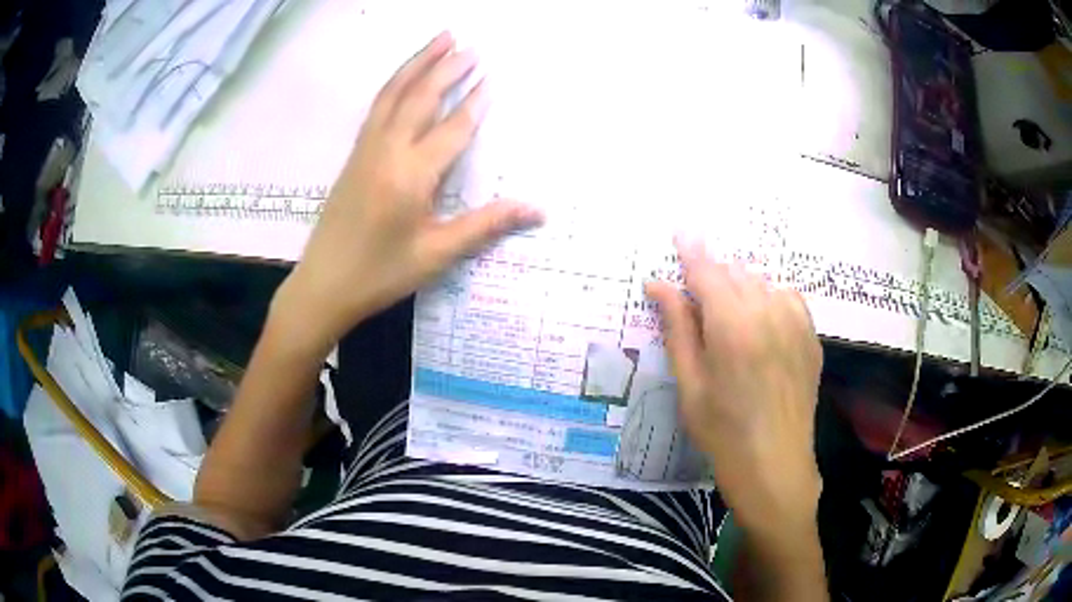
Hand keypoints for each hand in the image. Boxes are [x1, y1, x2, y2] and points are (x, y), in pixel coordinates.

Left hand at [276, 32, 542, 349]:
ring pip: (393, 95)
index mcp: (411, 175)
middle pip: (420, 98)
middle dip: (446, 69)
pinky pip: (377, 108)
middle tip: (470, 46)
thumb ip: (486, 225)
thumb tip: (537, 211)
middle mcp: (387, 151)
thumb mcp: (437, 254)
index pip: (451, 128)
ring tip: (439, 41)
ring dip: (417, 64)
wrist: (324, 286)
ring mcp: (365, 150)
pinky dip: (394, 85)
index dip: (474, 103)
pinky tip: (404, 78)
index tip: (491, 78)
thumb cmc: (381, 274)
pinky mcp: (354, 156)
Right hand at [645, 237, 822, 537]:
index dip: (691, 250)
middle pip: (735, 272)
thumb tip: (658, 285)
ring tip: (729, 315)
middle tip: (698, 296)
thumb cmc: (722, 432)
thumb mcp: (690, 384)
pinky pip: (787, 297)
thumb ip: (678, 328)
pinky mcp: (811, 336)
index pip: (707, 271)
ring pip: (762, 281)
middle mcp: (768, 313)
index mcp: (732, 326)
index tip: (680, 231)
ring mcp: (796, 323)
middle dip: (713, 275)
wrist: (775, 466)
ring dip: (741, 286)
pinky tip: (761, 322)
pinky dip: (769, 298)